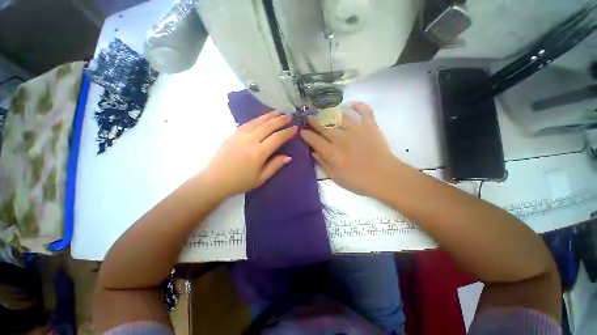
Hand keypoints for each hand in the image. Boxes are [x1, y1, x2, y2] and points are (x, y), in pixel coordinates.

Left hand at [202, 111, 296, 196]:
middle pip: (268, 125)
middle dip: (281, 120)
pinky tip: (262, 118)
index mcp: (258, 152)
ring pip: (257, 121)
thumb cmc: (240, 182)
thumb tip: (288, 157)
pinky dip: (257, 119)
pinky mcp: (233, 134)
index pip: (277, 138)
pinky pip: (248, 123)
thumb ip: (275, 165)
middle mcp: (250, 140)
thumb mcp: (261, 178)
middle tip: (290, 116)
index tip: (296, 128)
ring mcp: (240, 135)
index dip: (287, 132)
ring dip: (269, 115)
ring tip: (279, 112)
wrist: (214, 180)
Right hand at [300, 102, 399, 196]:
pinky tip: (351, 103)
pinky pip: (364, 111)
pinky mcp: (370, 126)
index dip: (306, 134)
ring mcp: (356, 130)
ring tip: (324, 109)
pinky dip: (359, 105)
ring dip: (330, 112)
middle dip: (313, 120)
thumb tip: (313, 152)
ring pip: (340, 116)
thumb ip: (323, 164)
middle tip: (308, 116)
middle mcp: (341, 138)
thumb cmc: (358, 181)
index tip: (301, 131)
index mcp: (332, 152)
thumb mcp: (336, 177)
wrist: (385, 178)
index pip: (314, 140)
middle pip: (323, 126)